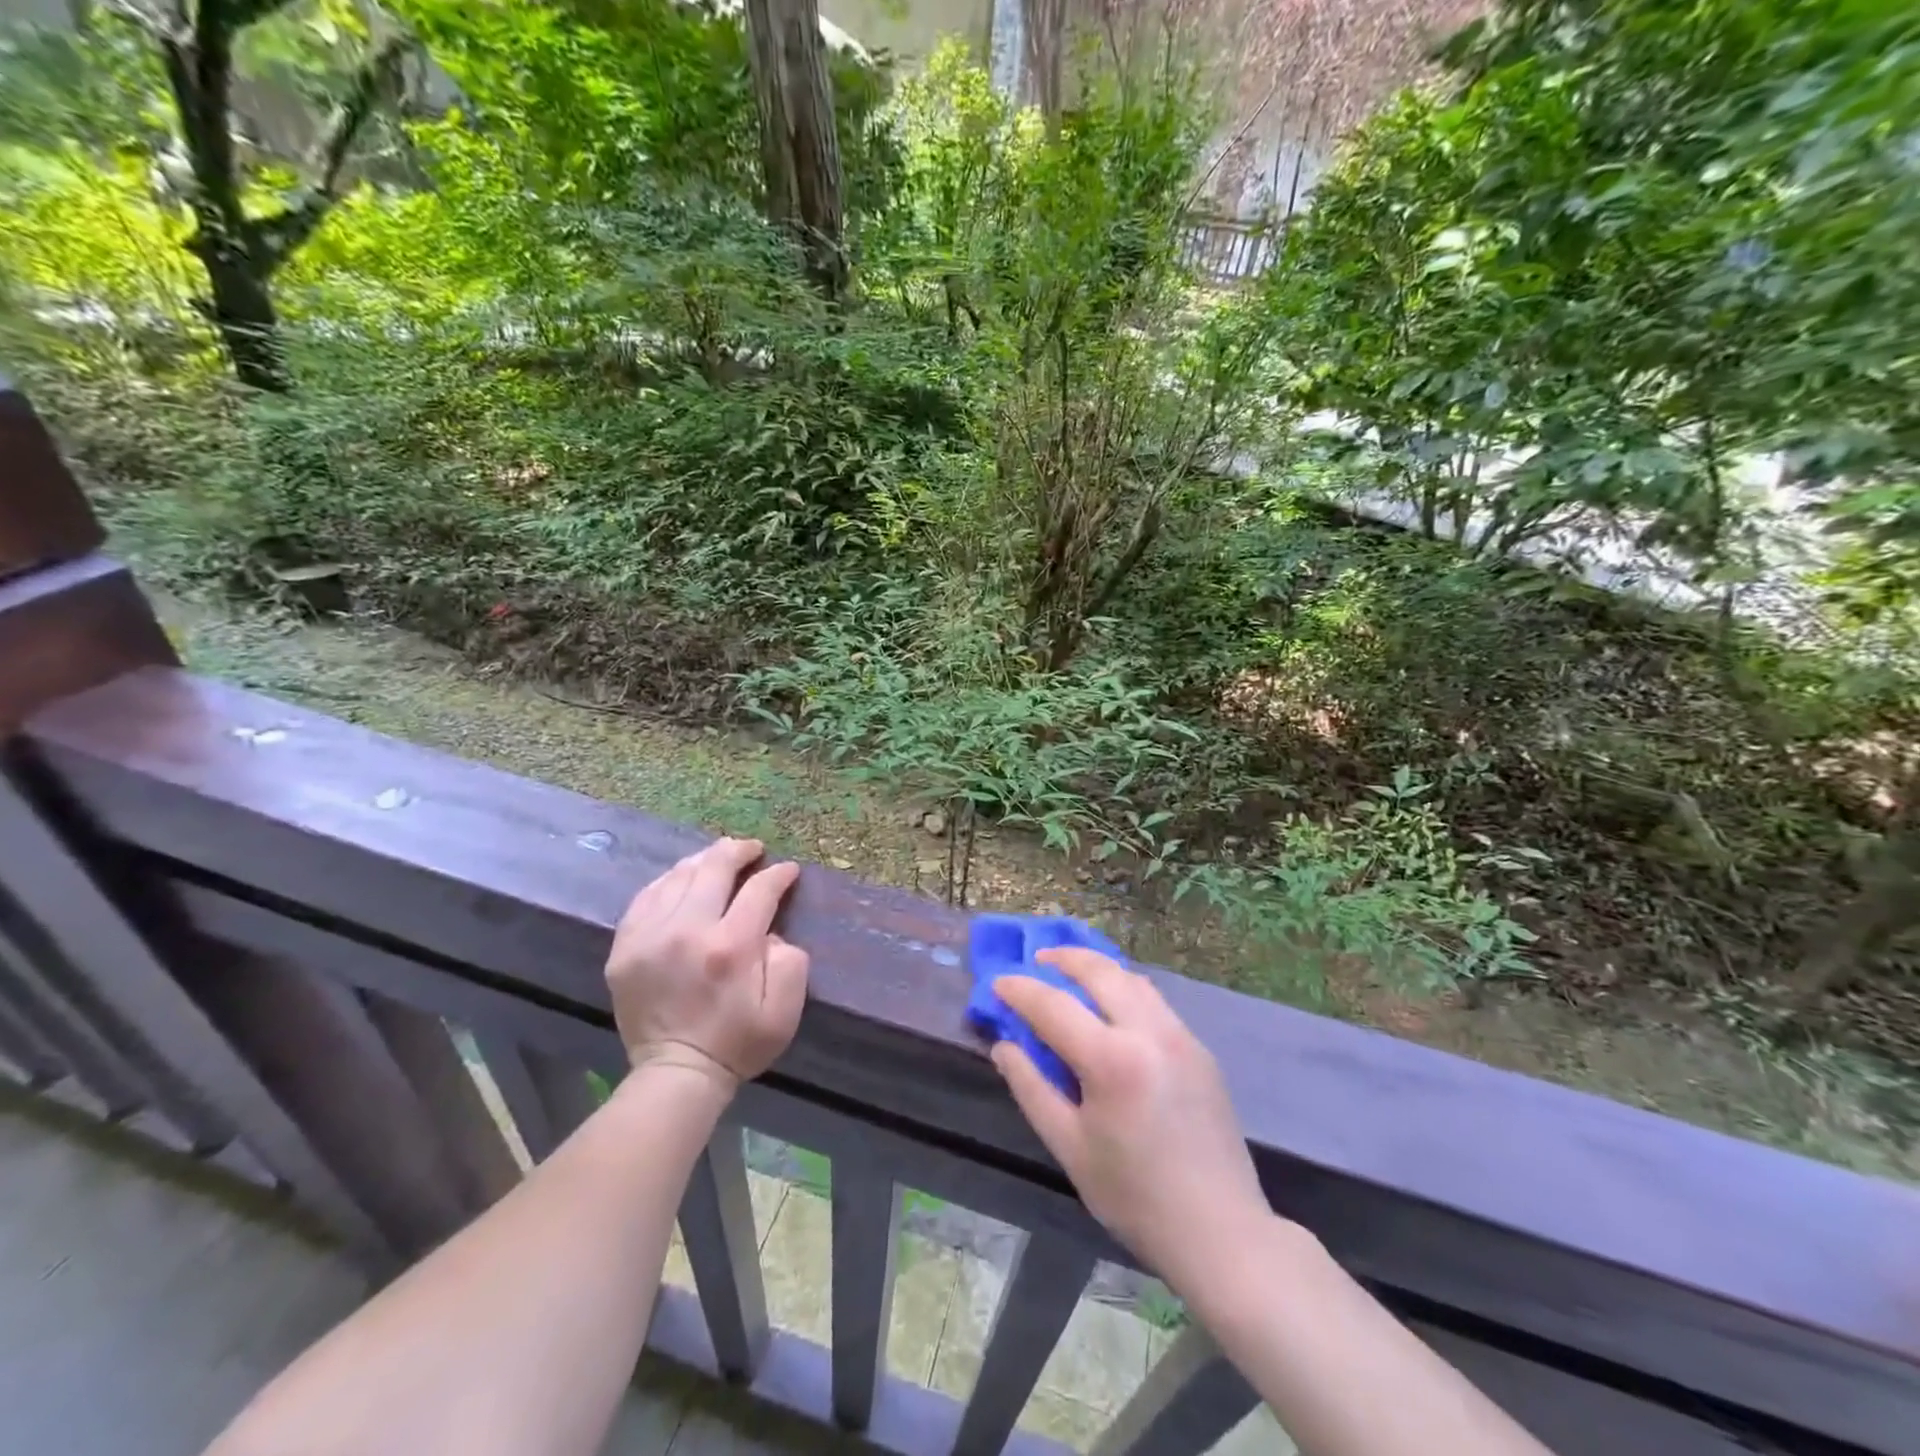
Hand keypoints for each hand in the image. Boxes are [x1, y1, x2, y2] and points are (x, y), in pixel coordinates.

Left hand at [606, 837, 809, 1092]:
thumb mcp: (784, 1010)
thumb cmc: (737, 1043)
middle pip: (714, 868)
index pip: (759, 890)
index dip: (778, 874)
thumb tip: (770, 930)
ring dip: (703, 861)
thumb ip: (789, 960)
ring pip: (678, 876)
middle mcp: (687, 931)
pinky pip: (646, 897)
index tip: (788, 871)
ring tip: (718, 858)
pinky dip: (668, 882)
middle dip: (739, 851)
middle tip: (753, 849)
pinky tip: (681, 880)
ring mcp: (649, 937)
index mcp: (731, 946)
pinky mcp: (624, 948)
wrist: (676, 1075)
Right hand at [992, 949, 1271, 1296]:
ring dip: (1098, 969)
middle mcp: (1149, 1032)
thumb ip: (1031, 1088)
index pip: (1054, 1006)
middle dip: (1064, 958)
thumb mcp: (1069, 1147)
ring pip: (1132, 980)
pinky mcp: (1200, 1049)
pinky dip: (1125, 990)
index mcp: (1112, 1060)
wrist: (1221, 1232)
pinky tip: (1112, 1009)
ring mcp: (1181, 1036)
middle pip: (1100, 971)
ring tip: (1072, 974)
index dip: (1020, 990)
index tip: (998, 983)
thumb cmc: (1134, 1196)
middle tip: (1037, 960)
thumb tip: (1003, 1046)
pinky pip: (1155, 1002)